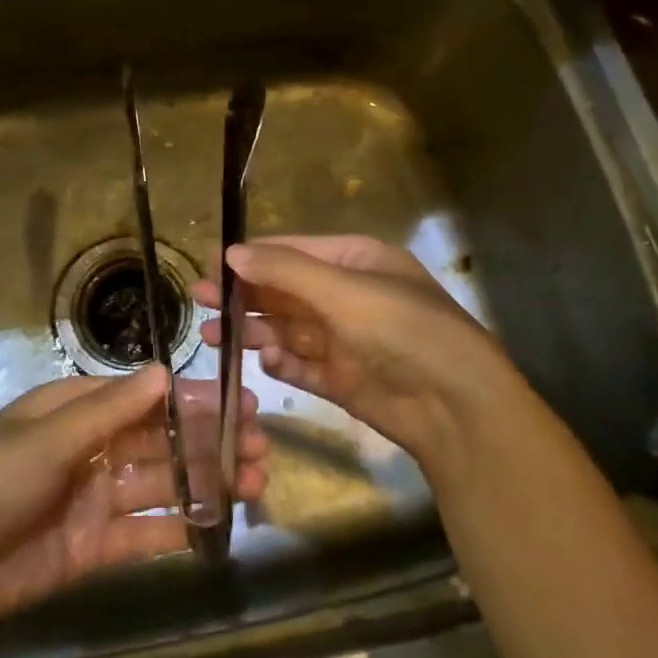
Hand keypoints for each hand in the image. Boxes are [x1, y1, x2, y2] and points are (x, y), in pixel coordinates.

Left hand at [0, 368, 268, 642]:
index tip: (241, 402)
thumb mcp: (45, 439)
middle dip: (210, 442)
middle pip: (161, 442)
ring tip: (254, 480)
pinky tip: (219, 524)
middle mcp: (89, 450)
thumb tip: (165, 371)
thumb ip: (110, 410)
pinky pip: (146, 532)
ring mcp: (94, 500)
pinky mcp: (94, 548)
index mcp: (73, 411)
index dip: (192, 400)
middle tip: (261, 447)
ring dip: (206, 482)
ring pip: (162, 485)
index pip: (144, 399)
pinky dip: (181, 528)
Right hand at [193, 235, 539, 479]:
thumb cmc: (403, 330)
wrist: (456, 406)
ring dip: (253, 331)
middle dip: (244, 296)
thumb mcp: (344, 291)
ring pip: (287, 330)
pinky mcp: (342, 379)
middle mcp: (348, 297)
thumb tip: (231, 251)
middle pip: (284, 291)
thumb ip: (285, 271)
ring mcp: (345, 340)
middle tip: (200, 301)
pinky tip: (264, 362)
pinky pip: (301, 366)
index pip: (292, 251)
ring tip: (214, 337)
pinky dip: (281, 364)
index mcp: (356, 262)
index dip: (251, 256)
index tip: (208, 264)